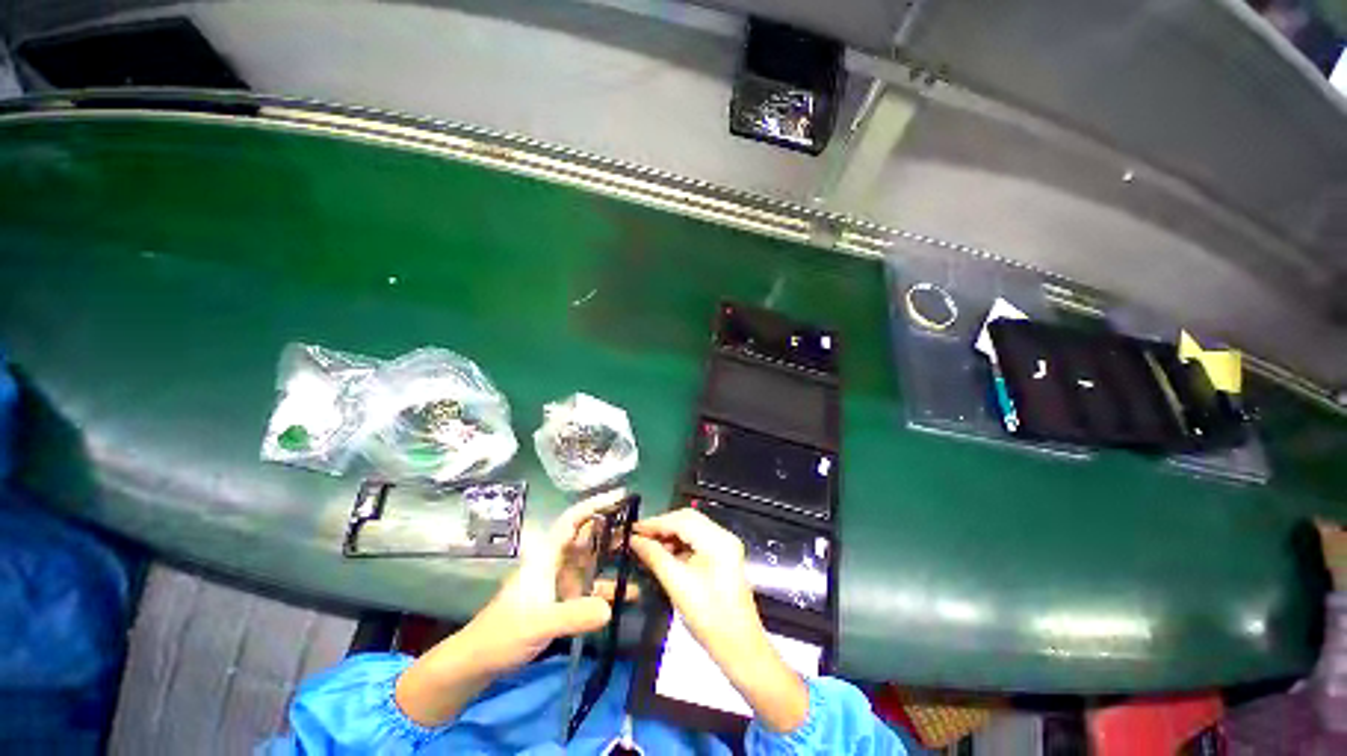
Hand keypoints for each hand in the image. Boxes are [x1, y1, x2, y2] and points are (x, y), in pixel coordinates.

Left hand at [395, 490, 626, 725]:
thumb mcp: (538, 623)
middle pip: (590, 536)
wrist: (480, 662)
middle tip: (645, 528)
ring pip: (595, 561)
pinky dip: (612, 587)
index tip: (622, 495)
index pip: (575, 519)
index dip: (597, 504)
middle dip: (615, 529)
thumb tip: (610, 609)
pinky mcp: (567, 600)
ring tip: (646, 556)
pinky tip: (631, 595)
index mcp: (548, 554)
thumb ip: (573, 616)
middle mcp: (559, 561)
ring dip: (617, 558)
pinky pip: (595, 587)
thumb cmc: (503, 633)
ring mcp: (564, 581)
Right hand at [630, 508, 809, 732]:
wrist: (740, 649)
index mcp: (717, 541)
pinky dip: (679, 544)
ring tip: (648, 547)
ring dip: (669, 535)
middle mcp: (723, 536)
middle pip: (687, 519)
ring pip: (691, 529)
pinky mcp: (722, 556)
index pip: (681, 520)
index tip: (633, 529)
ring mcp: (724, 546)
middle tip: (638, 537)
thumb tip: (634, 540)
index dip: (655, 523)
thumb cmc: (709, 619)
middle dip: (662, 526)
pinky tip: (664, 555)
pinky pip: (696, 540)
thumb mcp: (677, 586)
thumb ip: (654, 557)